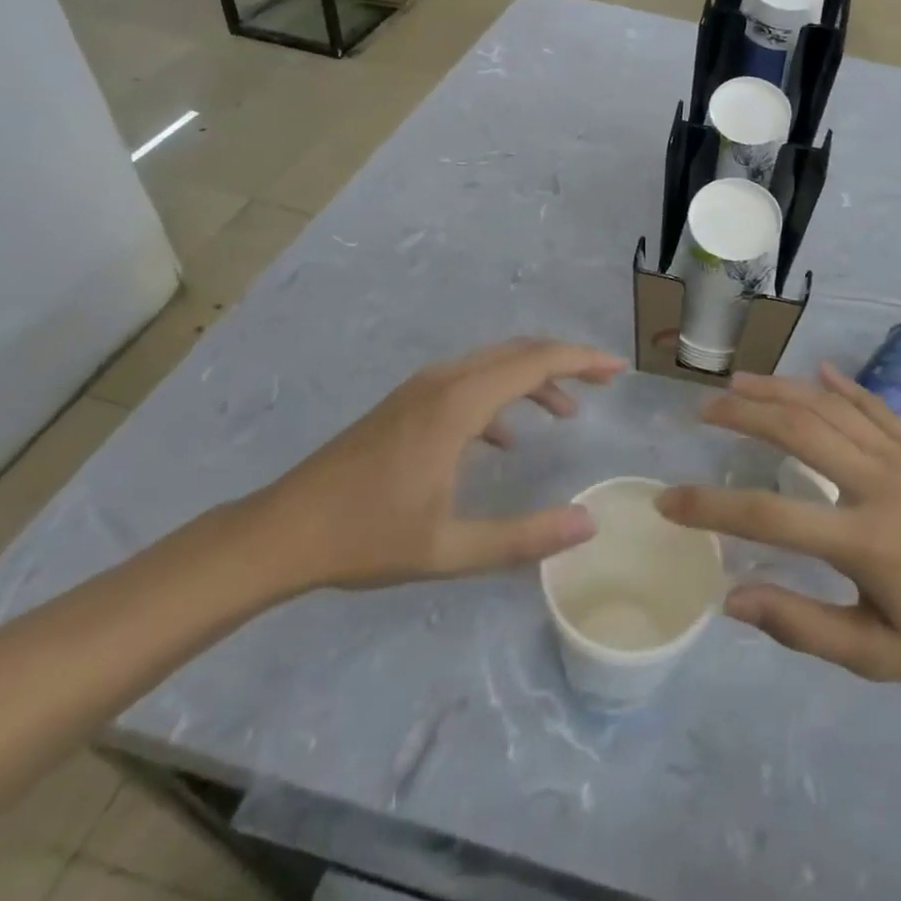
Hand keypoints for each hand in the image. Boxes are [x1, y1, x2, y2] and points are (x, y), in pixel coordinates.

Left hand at [247, 338, 625, 593]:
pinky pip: (469, 381)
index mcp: (458, 404)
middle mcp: (443, 381)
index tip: (618, 369)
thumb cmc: (367, 537)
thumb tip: (587, 525)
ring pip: (493, 364)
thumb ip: (523, 538)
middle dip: (566, 361)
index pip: (535, 362)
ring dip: (534, 379)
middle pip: (518, 352)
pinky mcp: (407, 403)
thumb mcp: (450, 548)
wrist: (282, 532)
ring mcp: (421, 388)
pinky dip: (502, 395)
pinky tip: (507, 438)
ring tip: (567, 412)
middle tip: (604, 381)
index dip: (582, 360)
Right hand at [657, 365, 900, 691]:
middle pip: (796, 431)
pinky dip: (843, 386)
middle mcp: (876, 484)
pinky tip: (818, 371)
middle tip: (702, 410)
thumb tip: (733, 598)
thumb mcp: (877, 657)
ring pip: (829, 408)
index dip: (710, 507)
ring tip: (738, 382)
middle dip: (742, 414)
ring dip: (780, 390)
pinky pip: (875, 406)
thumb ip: (803, 626)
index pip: (768, 517)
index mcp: (862, 540)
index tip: (668, 501)